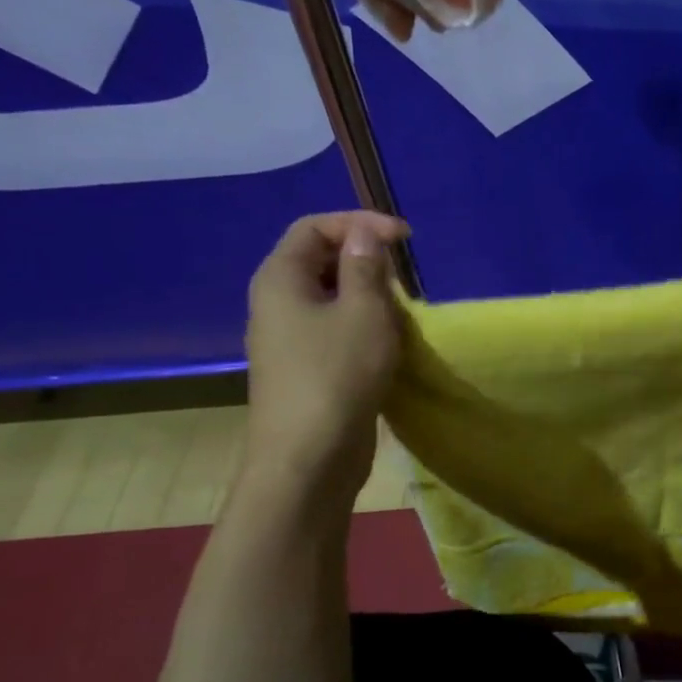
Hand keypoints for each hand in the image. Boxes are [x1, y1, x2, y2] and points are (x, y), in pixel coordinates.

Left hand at [244, 211, 410, 498]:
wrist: (309, 457)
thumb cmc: (338, 374)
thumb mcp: (364, 312)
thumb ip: (366, 267)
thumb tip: (366, 234)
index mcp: (281, 279)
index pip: (314, 227)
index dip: (359, 223)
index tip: (405, 238)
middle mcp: (276, 302)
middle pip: (319, 259)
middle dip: (364, 257)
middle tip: (404, 274)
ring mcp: (288, 338)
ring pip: (329, 297)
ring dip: (367, 293)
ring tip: (402, 307)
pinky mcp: (305, 368)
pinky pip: (333, 328)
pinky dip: (362, 323)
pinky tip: (388, 340)